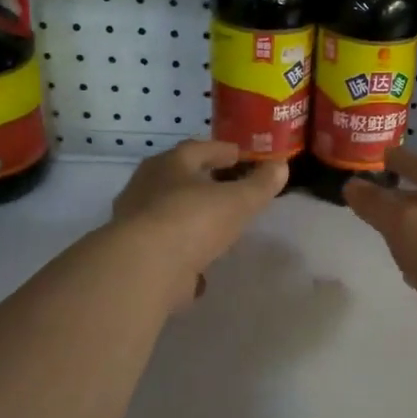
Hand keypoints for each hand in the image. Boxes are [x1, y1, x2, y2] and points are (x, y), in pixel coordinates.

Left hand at [110, 141, 286, 309]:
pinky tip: (201, 264)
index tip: (239, 155)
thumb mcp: (237, 201)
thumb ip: (260, 185)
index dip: (220, 151)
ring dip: (190, 216)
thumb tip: (280, 166)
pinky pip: (166, 246)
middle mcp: (145, 188)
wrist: (145, 268)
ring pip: (168, 213)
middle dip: (201, 182)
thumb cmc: (192, 220)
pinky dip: (183, 251)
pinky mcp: (136, 255)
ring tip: (215, 225)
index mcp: (168, 166)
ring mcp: (137, 223)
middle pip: (177, 179)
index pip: (196, 149)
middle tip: (225, 187)